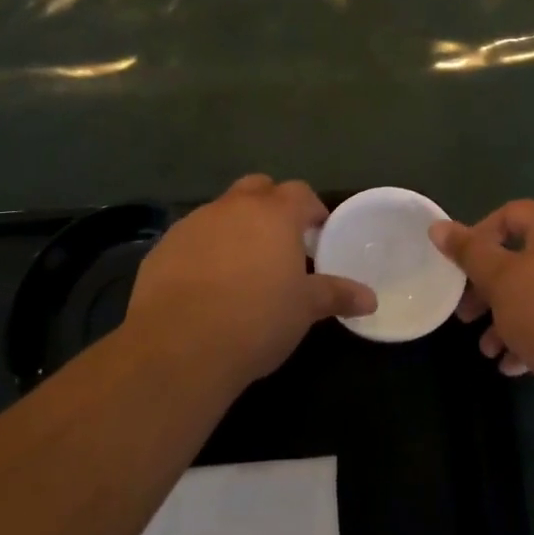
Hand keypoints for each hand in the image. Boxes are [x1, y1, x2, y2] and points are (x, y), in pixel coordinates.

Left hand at [126, 174, 376, 390]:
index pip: (299, 193)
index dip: (311, 209)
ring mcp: (194, 223)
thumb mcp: (304, 310)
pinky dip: (203, 250)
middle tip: (280, 242)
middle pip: (258, 188)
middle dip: (271, 206)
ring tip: (241, 266)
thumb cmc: (256, 320)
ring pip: (221, 211)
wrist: (180, 346)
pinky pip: (192, 238)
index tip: (317, 233)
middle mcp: (233, 206)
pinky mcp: (163, 246)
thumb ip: (336, 295)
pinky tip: (205, 285)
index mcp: (273, 213)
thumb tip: (370, 299)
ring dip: (235, 228)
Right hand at [430, 200, 533, 394]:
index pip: (511, 214)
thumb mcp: (498, 279)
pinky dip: (532, 333)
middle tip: (466, 314)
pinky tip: (512, 364)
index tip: (461, 268)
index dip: (479, 237)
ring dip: (506, 317)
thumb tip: (438, 226)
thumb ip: (468, 251)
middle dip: (488, 288)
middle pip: (522, 257)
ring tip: (487, 349)